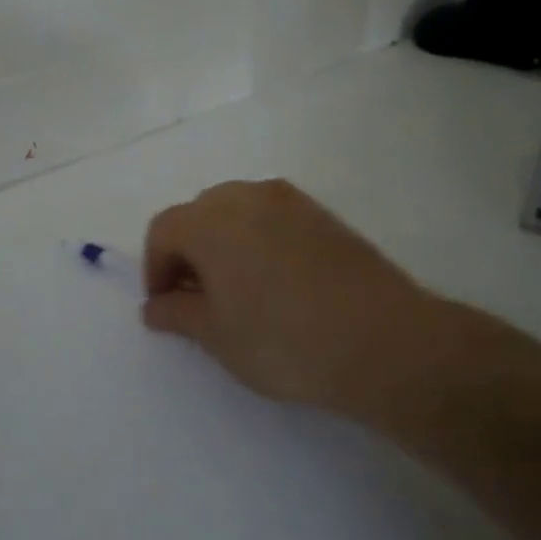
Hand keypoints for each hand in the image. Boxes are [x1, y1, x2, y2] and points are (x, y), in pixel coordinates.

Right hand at [141, 180, 464, 423]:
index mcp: (210, 221)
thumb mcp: (216, 336)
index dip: (155, 269)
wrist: (385, 343)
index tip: (166, 308)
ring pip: (238, 212)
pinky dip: (260, 242)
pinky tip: (276, 285)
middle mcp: (247, 197)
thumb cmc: (283, 340)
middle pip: (199, 214)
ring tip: (238, 292)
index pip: (163, 230)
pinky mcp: (325, 216)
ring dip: (224, 245)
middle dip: (188, 253)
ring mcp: (291, 202)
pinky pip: (274, 219)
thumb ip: (177, 314)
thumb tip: (156, 306)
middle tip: (198, 299)